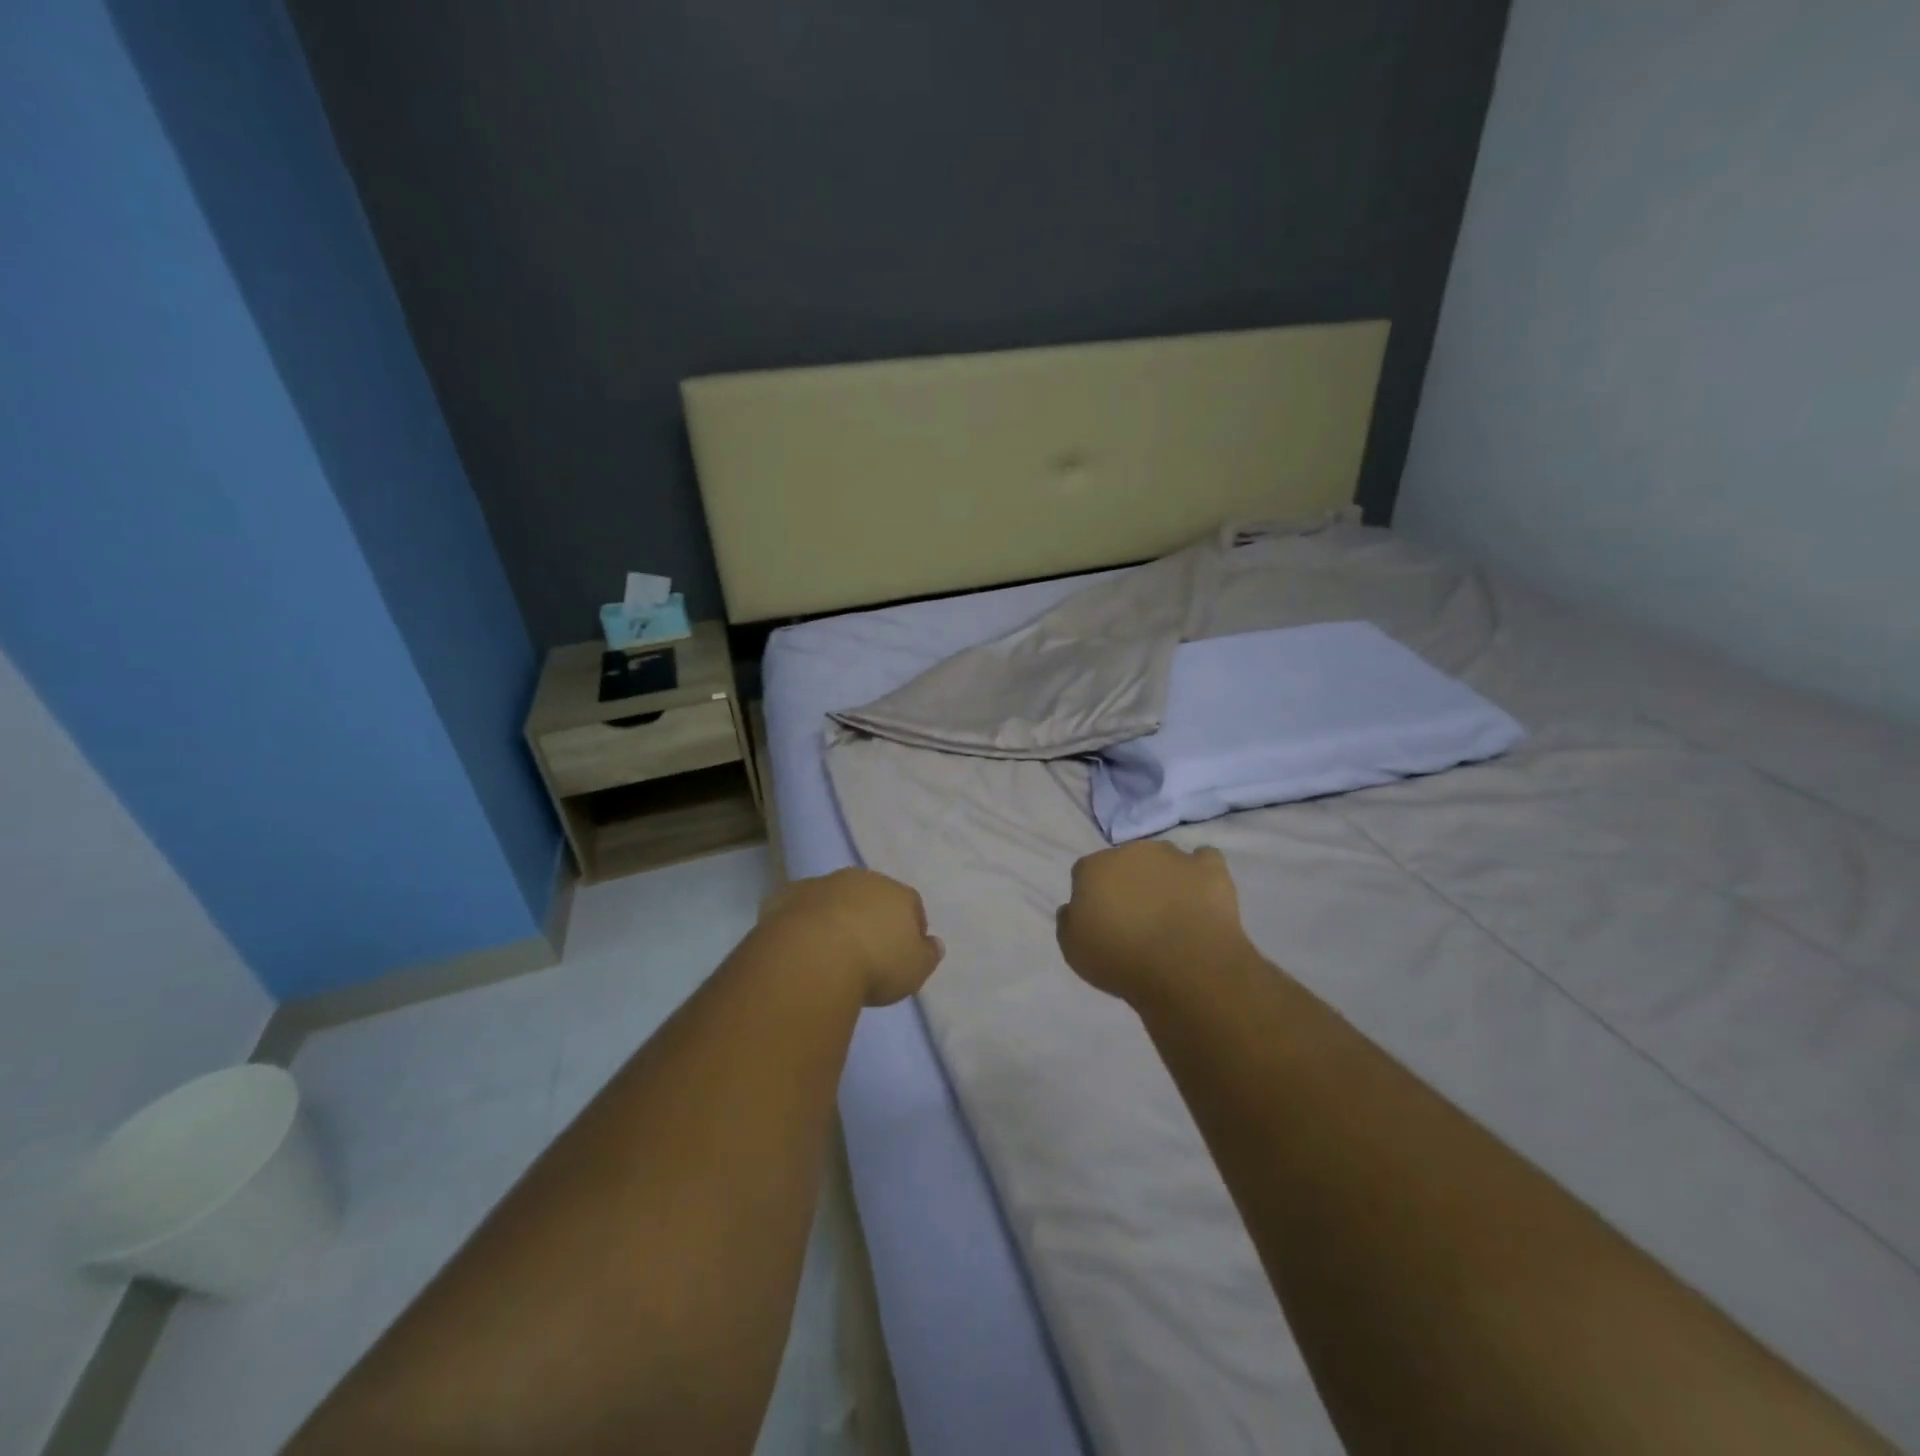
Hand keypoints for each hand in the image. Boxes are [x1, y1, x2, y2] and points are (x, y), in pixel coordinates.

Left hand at [757, 868, 943, 1006]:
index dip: (910, 927)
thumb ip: (928, 955)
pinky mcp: (787, 895)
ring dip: (835, 915)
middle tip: (866, 950)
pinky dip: (802, 921)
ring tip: (830, 950)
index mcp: (897, 893)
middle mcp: (861, 879)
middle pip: (872, 895)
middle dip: (871, 916)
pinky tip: (799, 946)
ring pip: (834, 897)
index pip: (912, 904)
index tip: (903, 952)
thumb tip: (934, 943)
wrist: (812, 956)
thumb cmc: (874, 964)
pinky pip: (800, 907)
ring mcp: (822, 884)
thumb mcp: (915, 970)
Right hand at [1056, 842, 1247, 1004]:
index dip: (1093, 895)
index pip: (1085, 872)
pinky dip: (1200, 874)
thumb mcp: (1073, 950)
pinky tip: (1200, 895)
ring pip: (1163, 858)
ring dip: (1163, 877)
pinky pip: (1204, 860)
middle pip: (1125, 861)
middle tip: (1136, 917)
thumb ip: (1069, 921)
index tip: (1101, 920)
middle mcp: (1131, 851)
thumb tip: (1074, 907)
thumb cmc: (1120, 960)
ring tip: (1172, 912)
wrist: (1184, 967)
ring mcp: (1173, 856)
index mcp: (1094, 867)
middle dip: (1128, 882)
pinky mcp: (1209, 868)